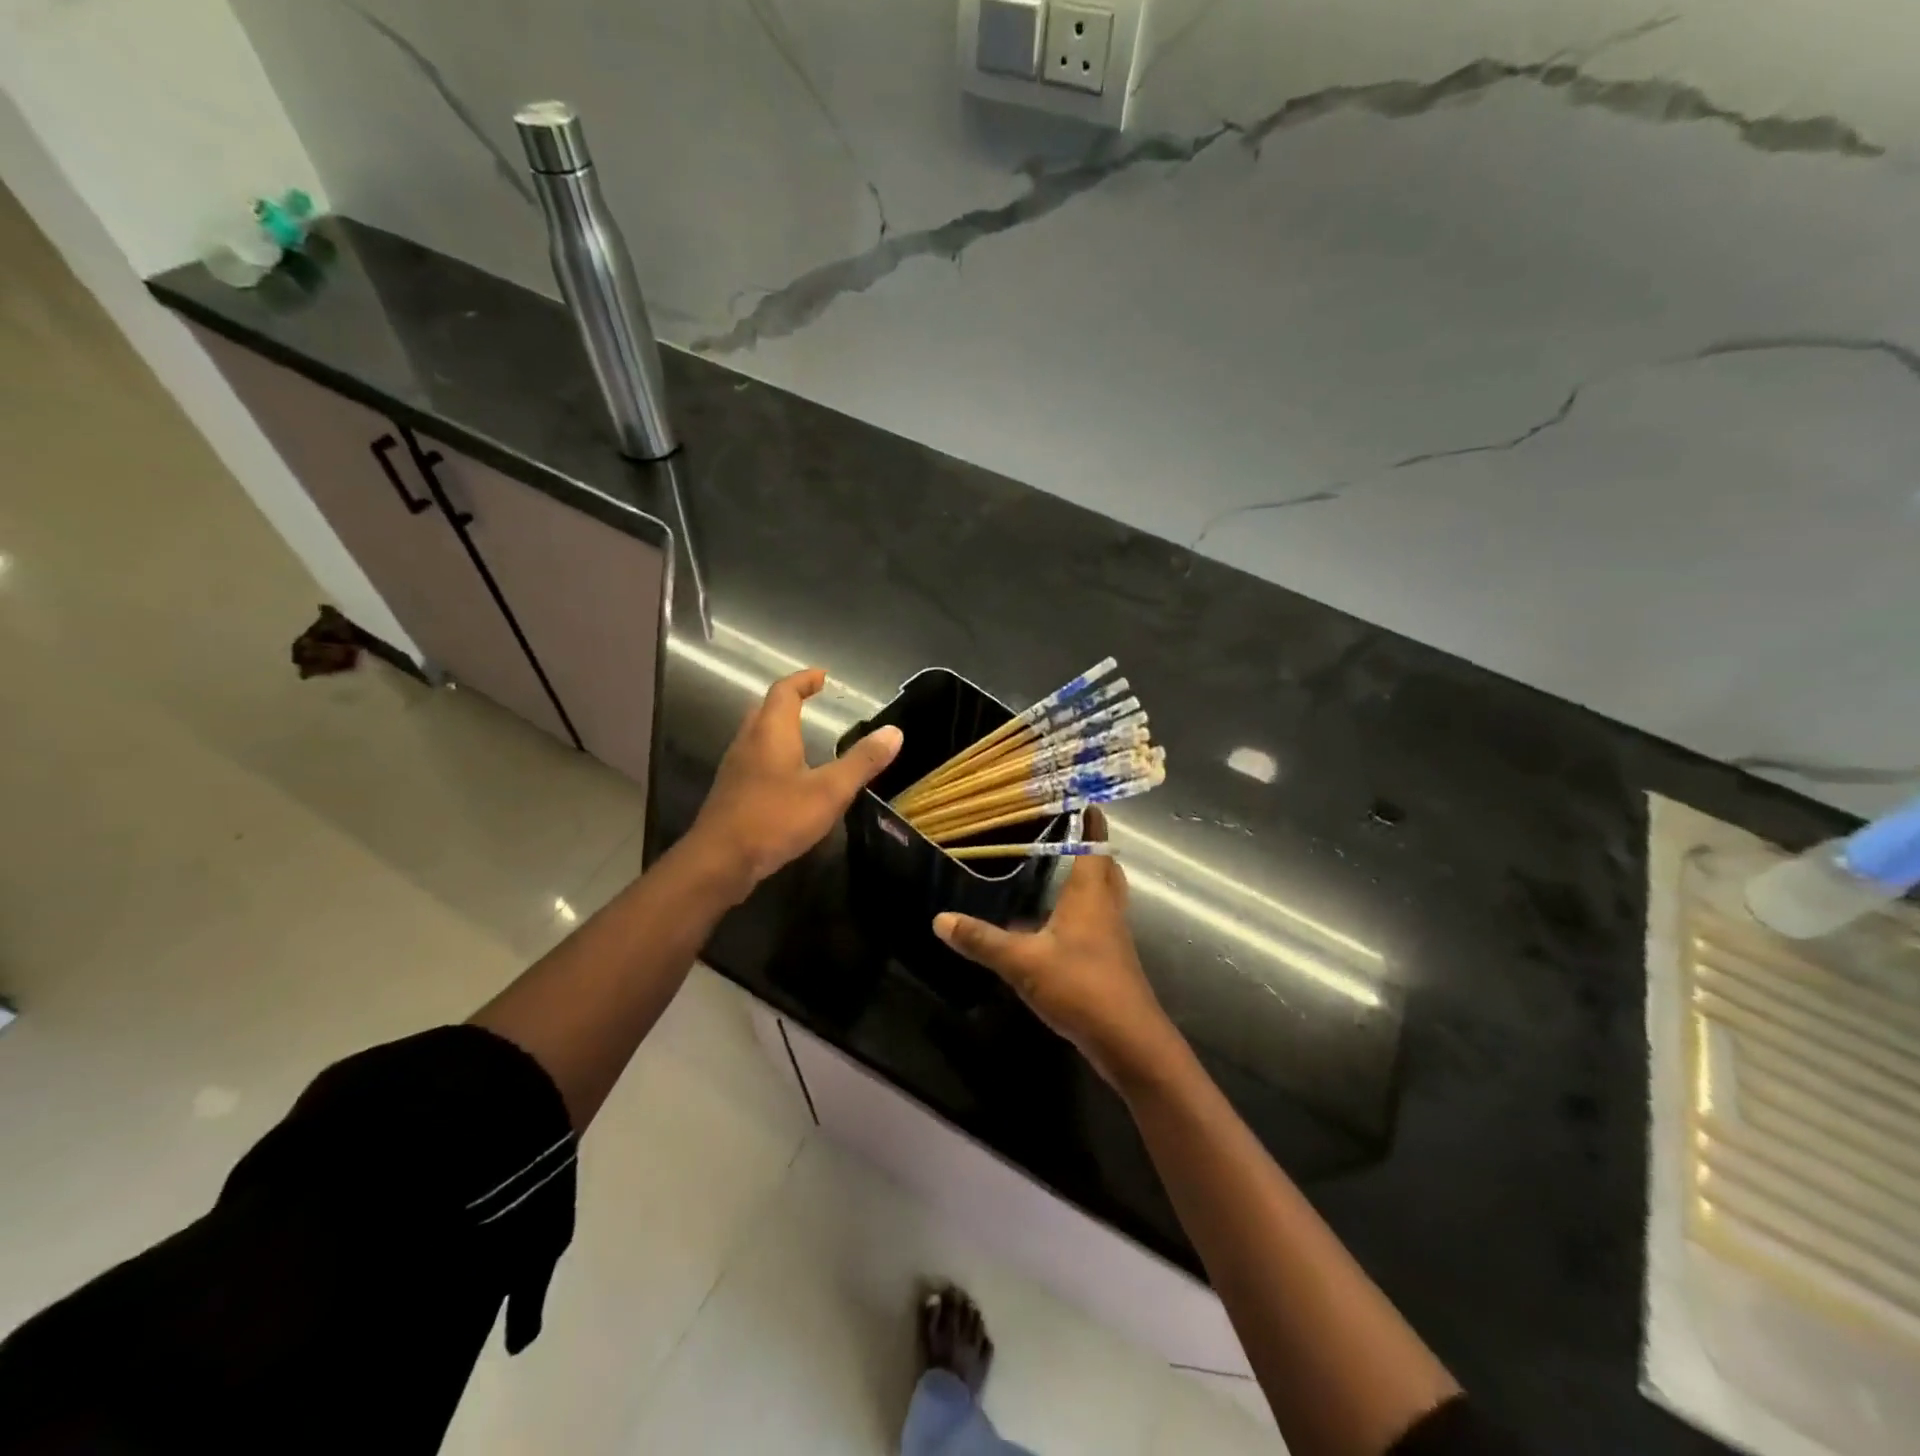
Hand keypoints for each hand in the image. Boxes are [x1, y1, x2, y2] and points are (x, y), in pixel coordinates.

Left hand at [688, 669, 902, 900]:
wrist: (719, 861)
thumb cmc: (775, 818)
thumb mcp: (829, 791)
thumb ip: (861, 761)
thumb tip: (894, 732)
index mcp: (771, 731)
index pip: (785, 690)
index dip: (804, 679)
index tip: (822, 676)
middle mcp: (748, 741)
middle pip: (766, 709)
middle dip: (789, 700)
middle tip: (812, 700)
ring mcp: (735, 768)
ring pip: (757, 735)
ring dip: (778, 727)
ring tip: (804, 735)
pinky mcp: (732, 792)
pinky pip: (754, 760)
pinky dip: (772, 754)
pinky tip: (788, 777)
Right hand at [933, 811, 1183, 1091]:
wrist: (1129, 1042)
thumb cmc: (1081, 987)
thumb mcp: (1024, 962)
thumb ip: (982, 940)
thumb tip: (939, 919)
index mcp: (1090, 894)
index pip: (1094, 844)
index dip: (1089, 819)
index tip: (1079, 796)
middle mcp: (1106, 908)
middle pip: (1106, 867)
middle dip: (1091, 846)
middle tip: (1065, 829)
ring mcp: (1112, 936)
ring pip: (1104, 894)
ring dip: (1088, 877)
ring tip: (1058, 867)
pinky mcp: (1110, 961)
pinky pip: (1097, 920)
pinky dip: (1082, 909)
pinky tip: (1057, 921)